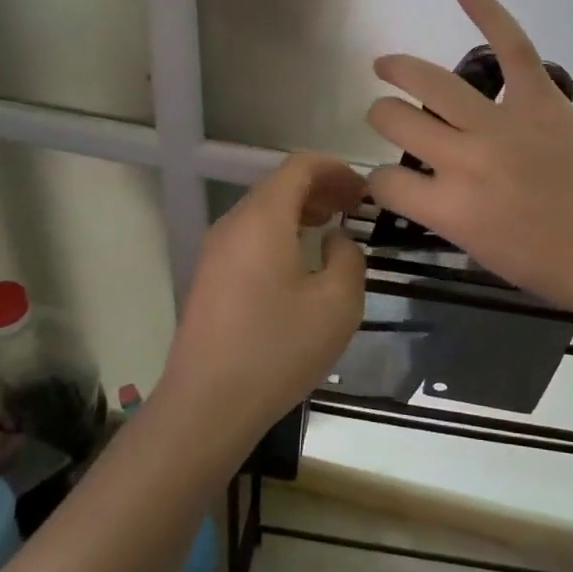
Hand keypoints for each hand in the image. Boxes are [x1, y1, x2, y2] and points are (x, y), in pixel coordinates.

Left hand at [156, 153, 366, 451]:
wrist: (207, 405)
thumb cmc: (277, 349)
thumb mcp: (337, 304)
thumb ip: (348, 258)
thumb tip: (335, 241)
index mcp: (262, 219)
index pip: (299, 167)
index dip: (336, 169)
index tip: (365, 191)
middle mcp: (233, 224)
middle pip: (279, 185)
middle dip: (321, 188)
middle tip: (355, 208)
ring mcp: (216, 251)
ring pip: (263, 211)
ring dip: (300, 211)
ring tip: (333, 227)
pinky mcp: (210, 277)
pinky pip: (250, 236)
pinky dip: (280, 232)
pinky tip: (301, 262)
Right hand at [367, 0, 572, 331]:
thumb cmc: (562, 271)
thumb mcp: (485, 255)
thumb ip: (451, 216)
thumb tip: (436, 187)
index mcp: (449, 210)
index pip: (385, 181)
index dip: (380, 180)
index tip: (392, 180)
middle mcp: (463, 160)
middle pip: (396, 121)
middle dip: (382, 116)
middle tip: (387, 116)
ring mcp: (502, 125)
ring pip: (432, 82)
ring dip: (399, 69)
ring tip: (386, 66)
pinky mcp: (542, 101)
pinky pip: (512, 47)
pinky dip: (488, 12)